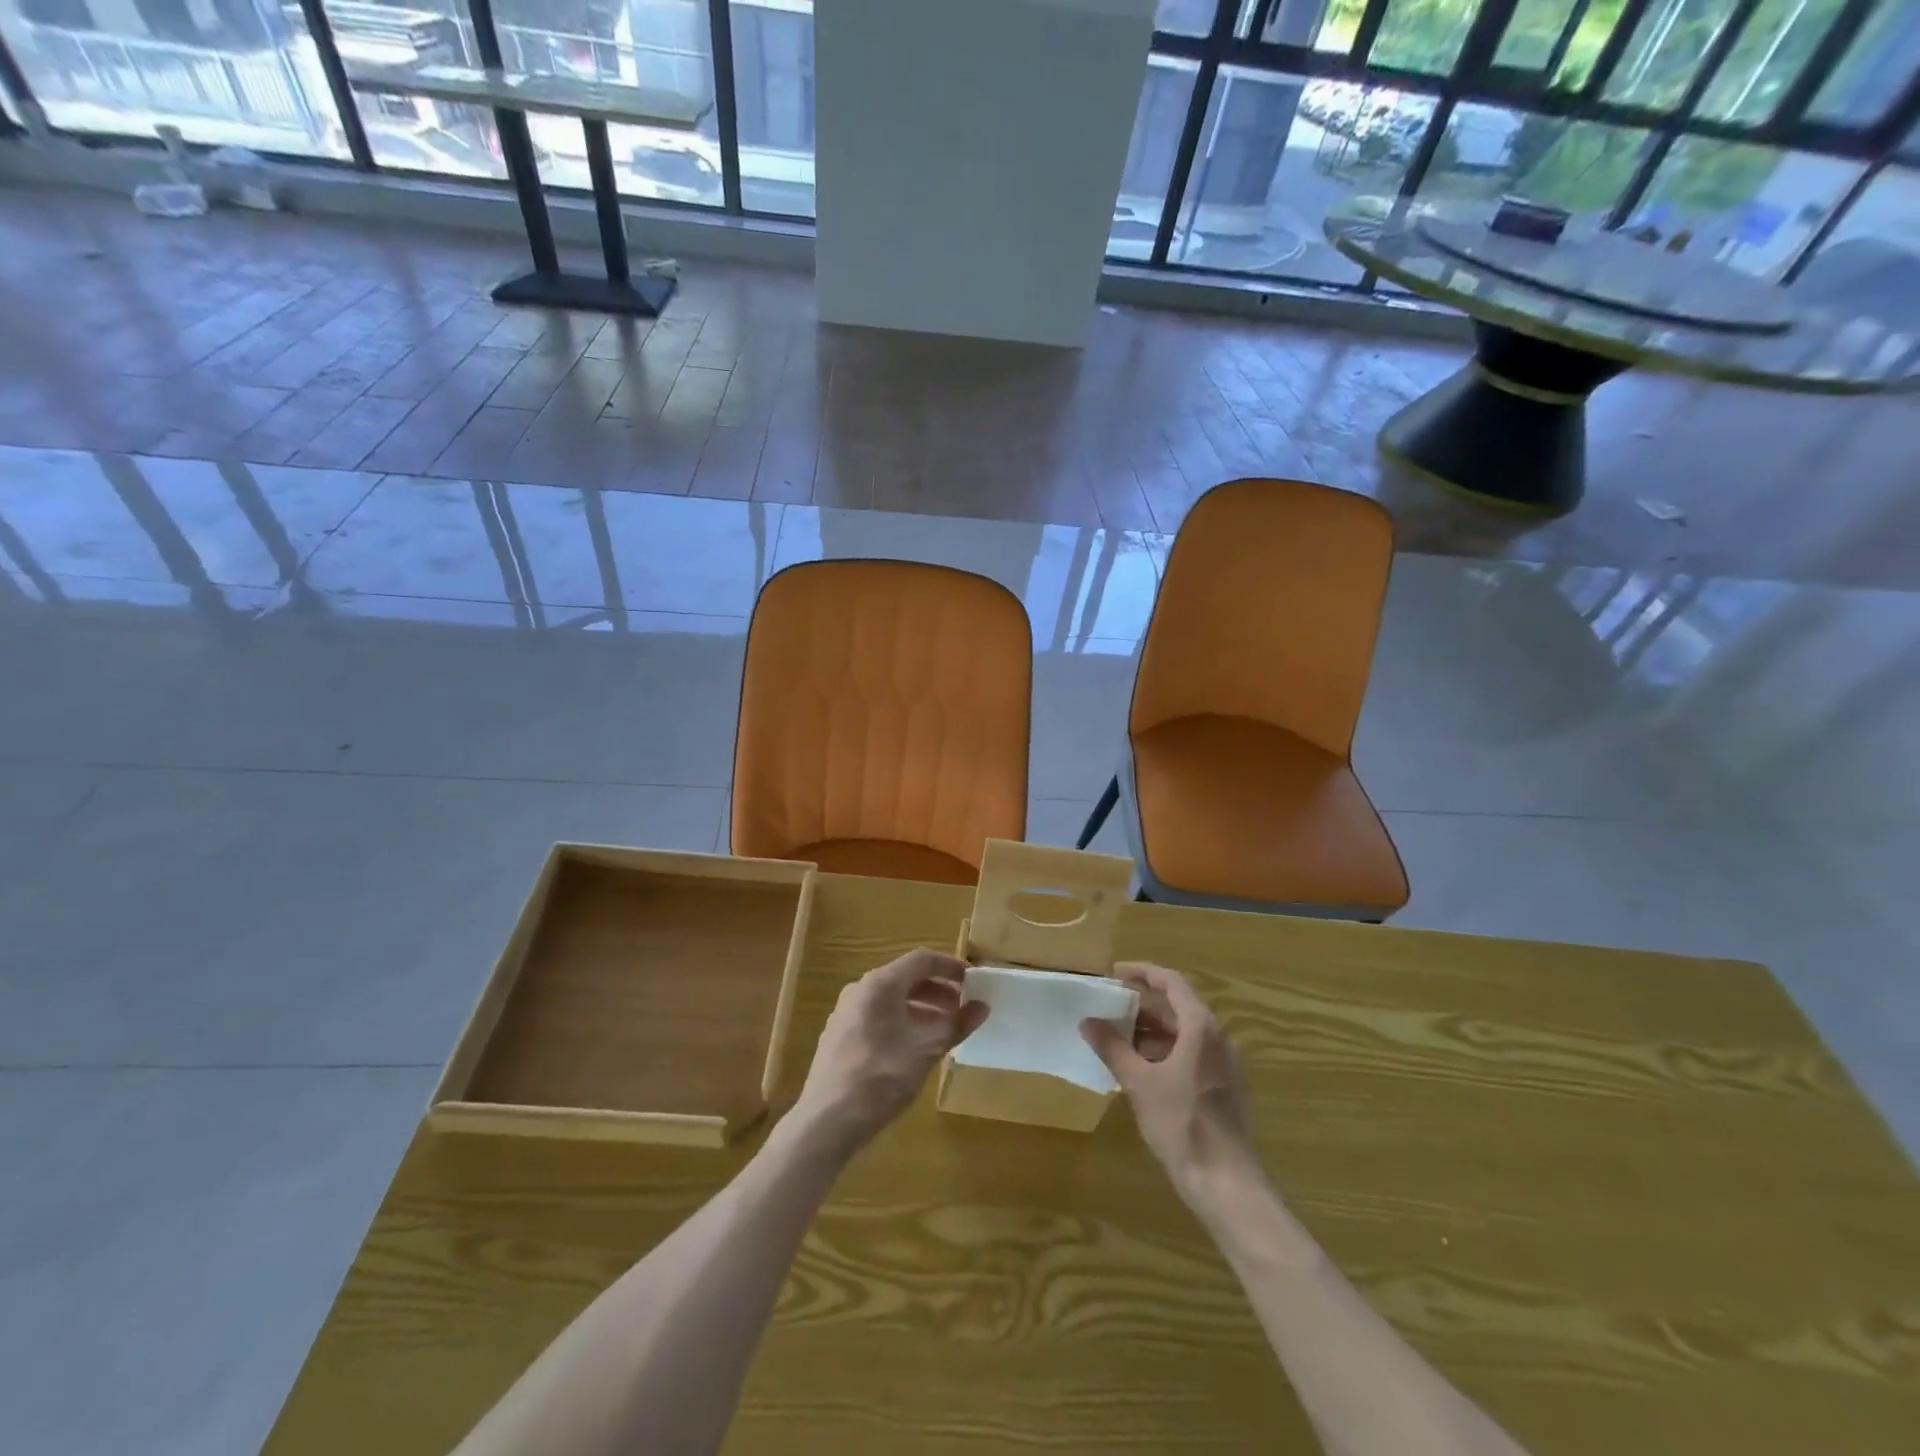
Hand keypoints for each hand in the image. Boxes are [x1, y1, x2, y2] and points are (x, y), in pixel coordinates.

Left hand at [791, 949, 988, 1157]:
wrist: (826, 1121)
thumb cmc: (881, 1077)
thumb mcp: (927, 1050)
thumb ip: (957, 1025)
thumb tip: (982, 1007)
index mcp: (880, 984)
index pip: (922, 960)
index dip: (951, 967)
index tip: (974, 981)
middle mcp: (860, 990)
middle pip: (906, 978)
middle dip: (938, 991)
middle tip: (963, 1009)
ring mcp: (846, 1013)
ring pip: (891, 1000)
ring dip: (921, 1009)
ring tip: (945, 1031)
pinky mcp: (839, 1037)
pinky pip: (877, 1017)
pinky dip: (902, 1022)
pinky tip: (915, 1049)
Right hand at [1081, 963, 1255, 1202]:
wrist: (1226, 1183)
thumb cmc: (1182, 1124)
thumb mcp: (1139, 1083)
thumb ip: (1113, 1048)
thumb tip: (1087, 1021)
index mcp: (1201, 1028)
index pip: (1172, 982)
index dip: (1142, 973)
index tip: (1114, 974)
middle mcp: (1218, 1038)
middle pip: (1179, 1007)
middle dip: (1143, 1005)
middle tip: (1111, 1007)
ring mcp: (1225, 1064)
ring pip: (1185, 1033)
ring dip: (1153, 1030)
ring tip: (1119, 1038)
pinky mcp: (1225, 1088)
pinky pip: (1192, 1054)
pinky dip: (1166, 1051)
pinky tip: (1141, 1069)